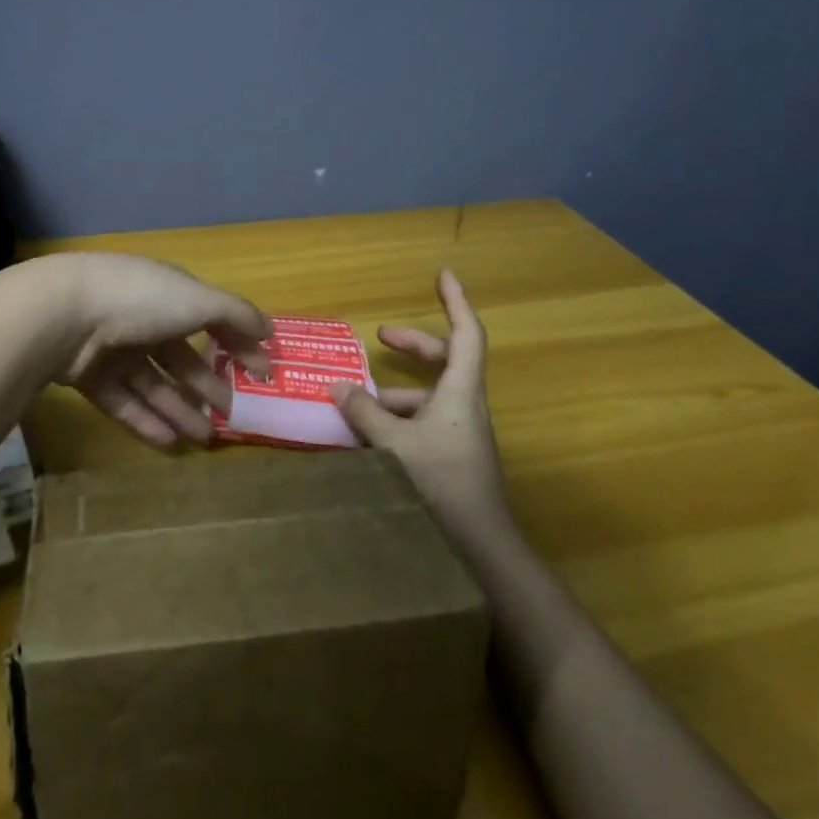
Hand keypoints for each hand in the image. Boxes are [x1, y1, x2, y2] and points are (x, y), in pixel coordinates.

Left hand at [45, 253, 271, 451]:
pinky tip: (172, 444)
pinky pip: (125, 402)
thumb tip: (269, 330)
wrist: (63, 315)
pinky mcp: (89, 377)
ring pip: (153, 384)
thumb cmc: (139, 300)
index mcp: (166, 293)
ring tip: (207, 438)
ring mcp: (112, 348)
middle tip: (233, 415)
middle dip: (208, 384)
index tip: (263, 374)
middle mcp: (140, 317)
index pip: (209, 318)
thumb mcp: (197, 299)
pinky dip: (148, 422)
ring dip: (181, 410)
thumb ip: (236, 314)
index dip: (238, 343)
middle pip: (180, 356)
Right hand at [334, 270, 511, 558]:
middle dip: (413, 345)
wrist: (479, 544)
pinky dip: (397, 420)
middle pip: (446, 359)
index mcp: (460, 391)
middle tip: (379, 338)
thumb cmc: (440, 481)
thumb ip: (364, 412)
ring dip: (394, 392)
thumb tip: (339, 386)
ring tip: (355, 403)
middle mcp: (465, 404)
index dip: (456, 301)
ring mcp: (461, 431)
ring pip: (429, 396)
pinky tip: (368, 437)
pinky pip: (424, 421)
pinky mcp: (453, 455)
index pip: (466, 334)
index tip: (443, 275)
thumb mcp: (394, 442)